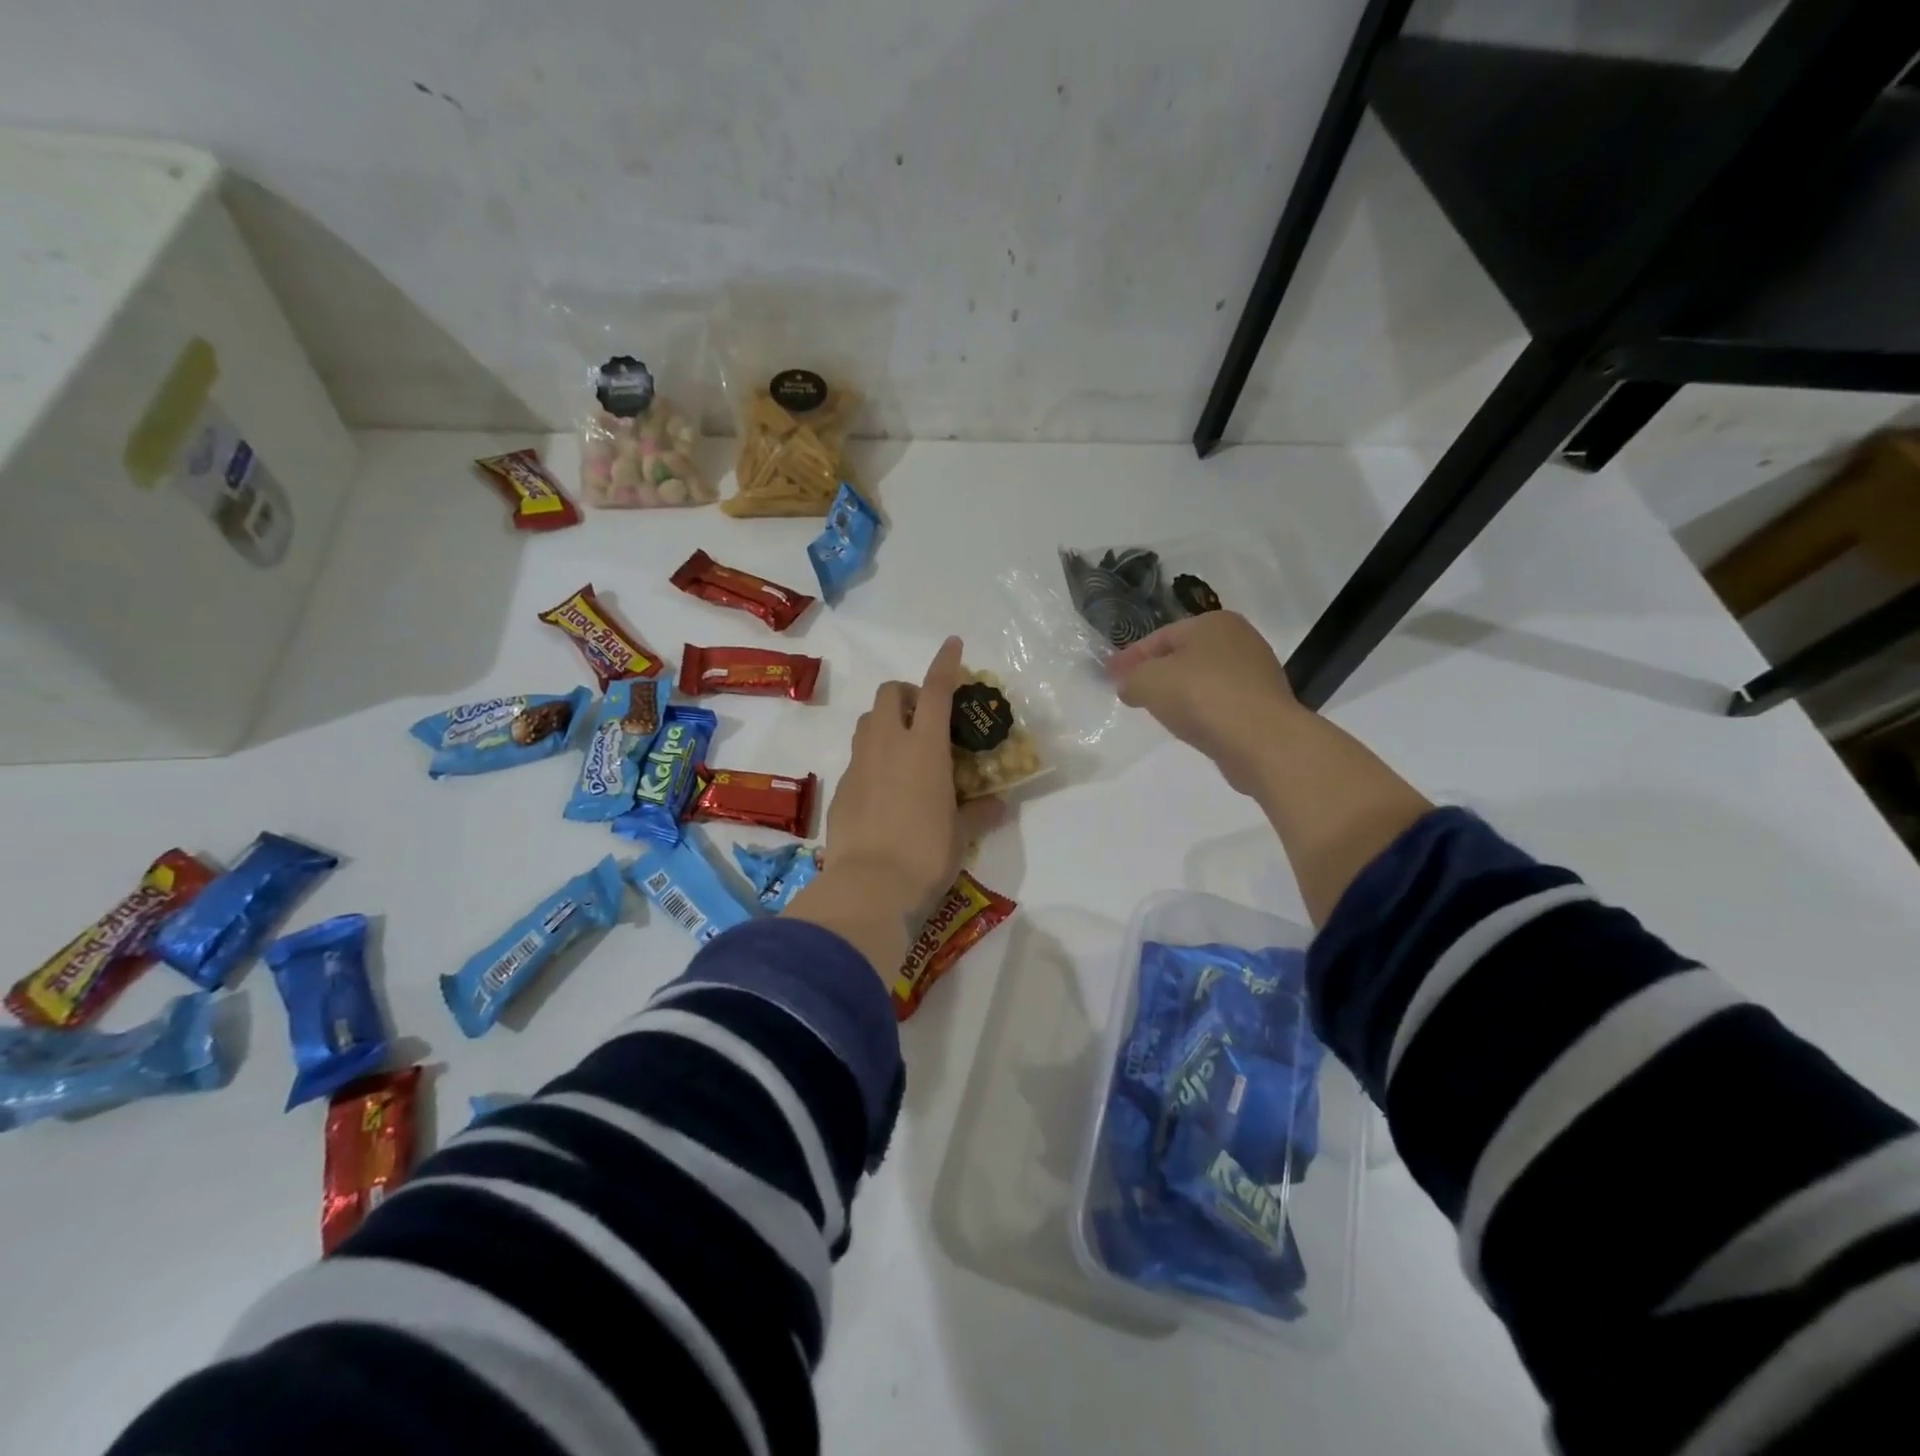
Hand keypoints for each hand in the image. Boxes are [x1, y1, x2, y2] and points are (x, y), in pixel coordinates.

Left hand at [813, 636, 999, 925]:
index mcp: (924, 747)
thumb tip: (999, 804)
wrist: (869, 886)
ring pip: (868, 721)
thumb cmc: (926, 854)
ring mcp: (858, 764)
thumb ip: (979, 812)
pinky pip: (857, 758)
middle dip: (907, 694)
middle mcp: (887, 744)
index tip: (953, 644)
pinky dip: (872, 758)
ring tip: (904, 750)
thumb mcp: (962, 833)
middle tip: (925, 719)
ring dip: (887, 722)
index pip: (936, 689)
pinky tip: (885, 790)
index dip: (945, 662)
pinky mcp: (840, 788)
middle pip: (890, 693)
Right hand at [1107, 612, 1303, 793]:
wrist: (1262, 740)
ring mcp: (1256, 673)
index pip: (1160, 636)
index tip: (1109, 675)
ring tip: (1156, 711)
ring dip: (1179, 692)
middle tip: (1130, 691)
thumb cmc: (1201, 697)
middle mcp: (1240, 639)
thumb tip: (1129, 686)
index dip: (1130, 656)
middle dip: (1155, 672)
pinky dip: (1200, 710)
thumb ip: (1131, 679)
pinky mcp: (1263, 705)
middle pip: (1184, 655)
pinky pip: (1220, 702)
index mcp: (1213, 622)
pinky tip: (1188, 725)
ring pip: (1203, 679)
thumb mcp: (1148, 682)